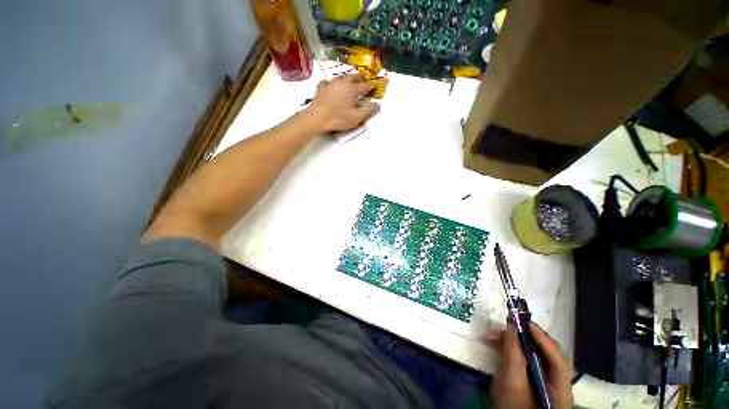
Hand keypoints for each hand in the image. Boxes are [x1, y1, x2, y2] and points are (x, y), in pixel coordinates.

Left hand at [305, 74, 380, 132]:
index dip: (372, 85)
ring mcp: (330, 85)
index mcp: (352, 90)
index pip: (365, 86)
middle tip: (363, 77)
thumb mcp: (356, 117)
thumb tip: (379, 105)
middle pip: (352, 77)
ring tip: (349, 79)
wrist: (317, 118)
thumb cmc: (338, 118)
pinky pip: (327, 82)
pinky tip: (330, 84)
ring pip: (340, 78)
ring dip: (346, 78)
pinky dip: (331, 83)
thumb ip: (368, 111)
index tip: (377, 83)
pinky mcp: (321, 89)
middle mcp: (342, 84)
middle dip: (359, 77)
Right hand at [490, 323, 573, 408]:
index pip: (558, 358)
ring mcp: (546, 383)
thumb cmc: (510, 407)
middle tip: (505, 326)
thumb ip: (513, 352)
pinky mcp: (534, 381)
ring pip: (535, 355)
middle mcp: (558, 384)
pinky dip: (514, 349)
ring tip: (494, 335)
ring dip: (516, 342)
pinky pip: (527, 360)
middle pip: (547, 354)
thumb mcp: (511, 381)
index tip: (522, 322)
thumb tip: (511, 325)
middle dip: (525, 337)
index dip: (542, 338)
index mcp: (560, 389)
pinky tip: (500, 345)